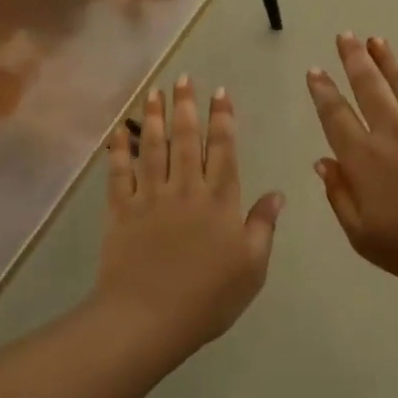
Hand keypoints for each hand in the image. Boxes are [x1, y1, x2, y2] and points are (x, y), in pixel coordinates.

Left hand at [95, 76, 283, 351]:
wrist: (148, 318)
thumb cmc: (208, 297)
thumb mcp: (252, 266)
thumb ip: (263, 226)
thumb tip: (278, 193)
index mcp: (219, 199)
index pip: (223, 149)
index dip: (223, 118)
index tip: (220, 92)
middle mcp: (185, 188)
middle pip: (186, 139)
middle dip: (186, 106)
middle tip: (182, 79)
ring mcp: (150, 197)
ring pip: (153, 148)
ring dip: (154, 117)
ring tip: (153, 91)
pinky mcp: (121, 210)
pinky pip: (119, 173)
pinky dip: (119, 149)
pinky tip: (120, 130)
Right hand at [306, 33, 397, 296]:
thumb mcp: (364, 237)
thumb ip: (340, 196)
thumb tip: (323, 161)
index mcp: (364, 160)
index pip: (336, 117)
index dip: (323, 92)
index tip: (315, 71)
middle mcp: (392, 132)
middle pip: (368, 87)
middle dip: (353, 60)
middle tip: (345, 36)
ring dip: (386, 60)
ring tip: (375, 40)